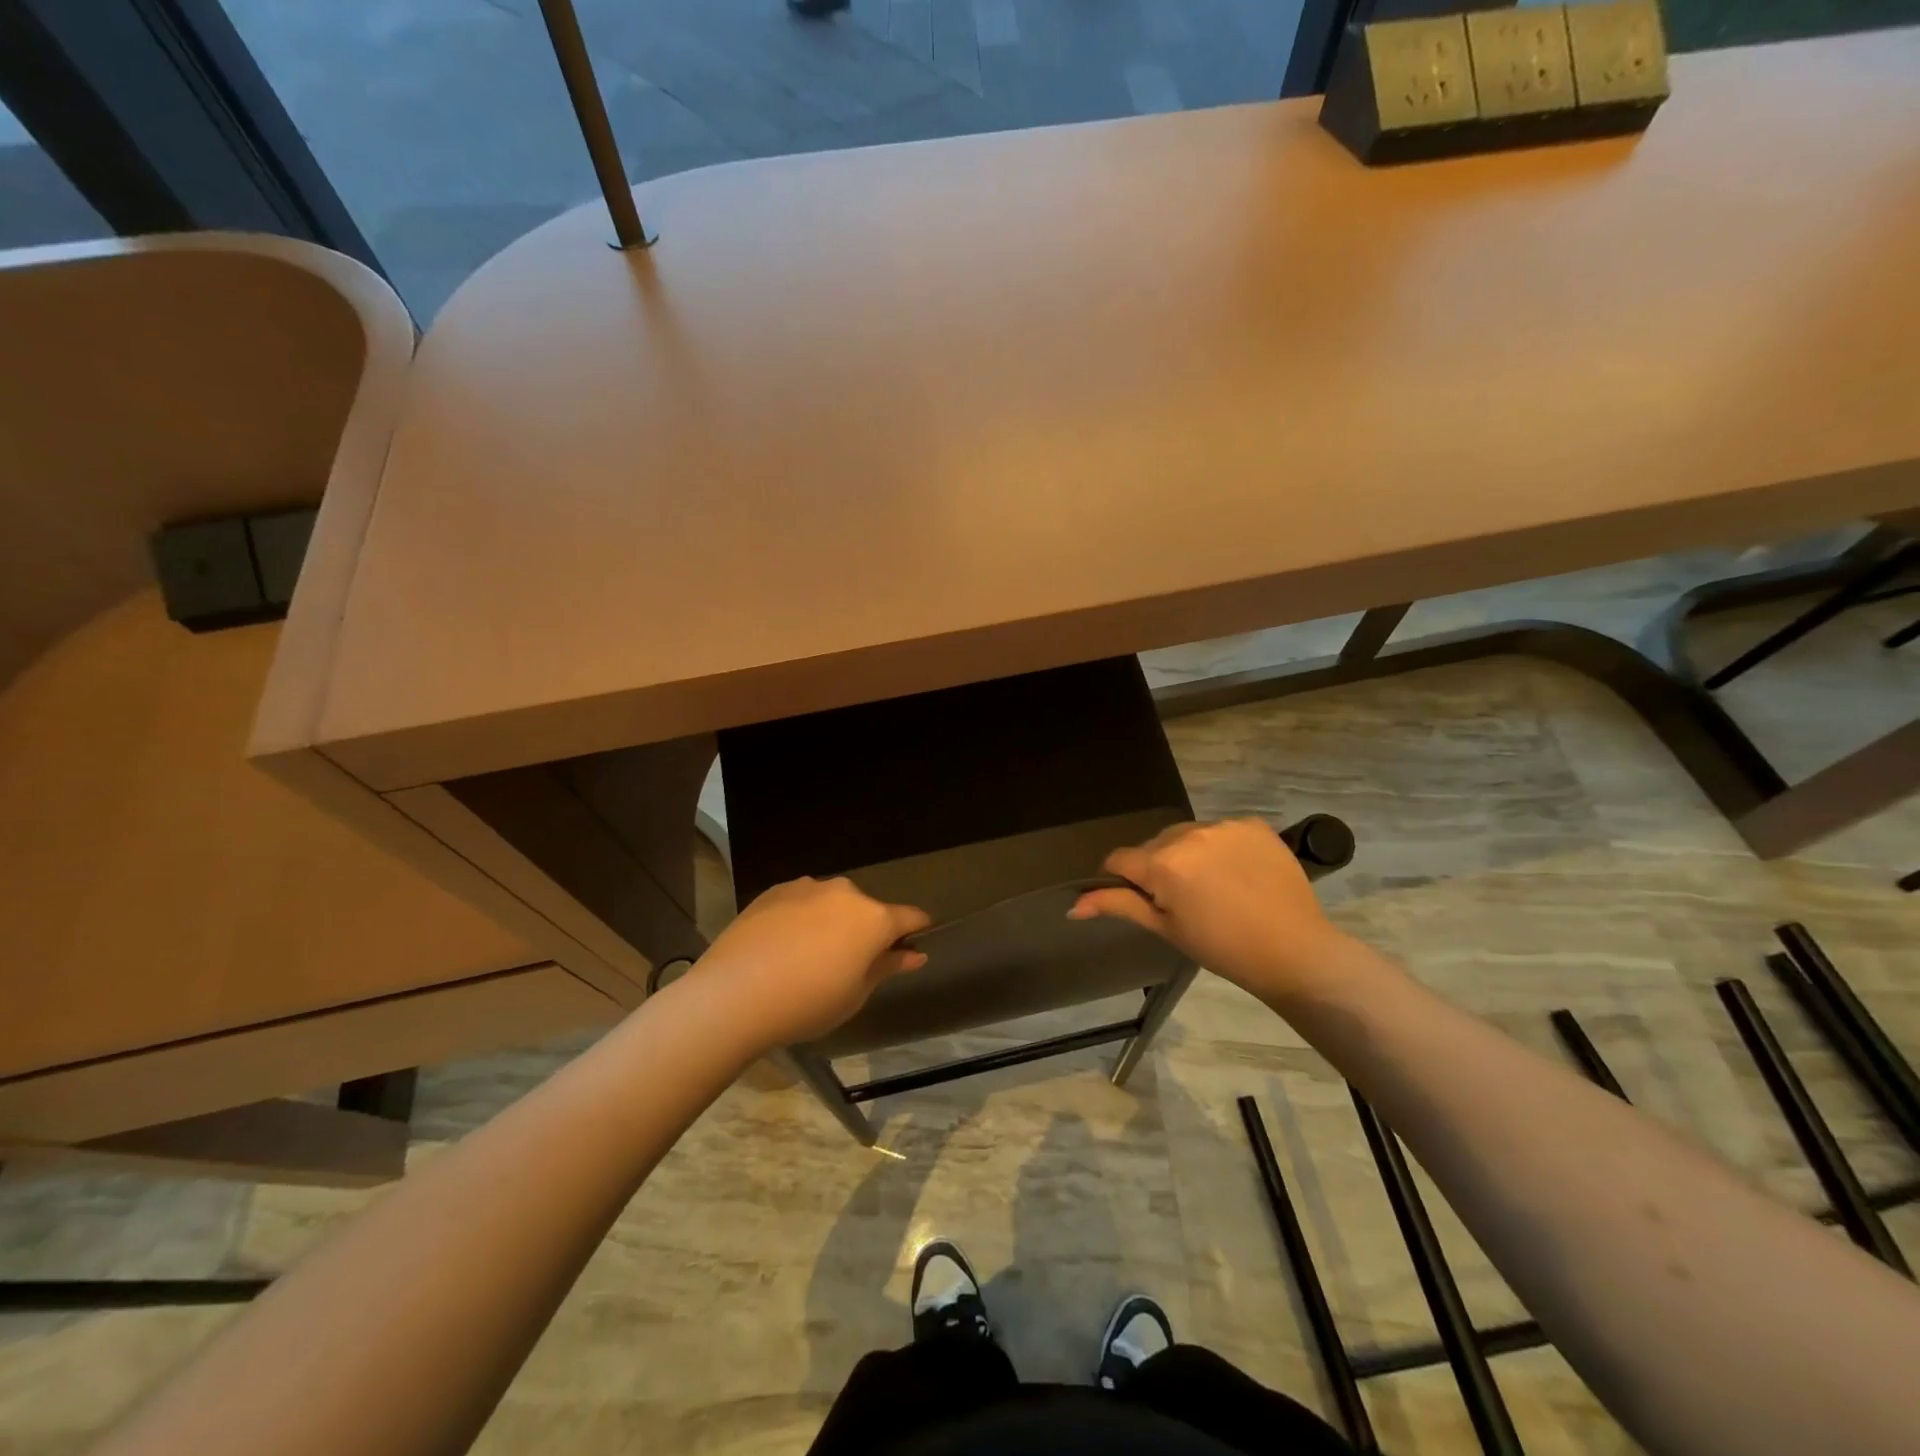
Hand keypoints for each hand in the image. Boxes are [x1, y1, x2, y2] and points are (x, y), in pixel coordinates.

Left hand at [694, 877, 930, 1048]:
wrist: (733, 994)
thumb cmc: (806, 1003)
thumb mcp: (855, 995)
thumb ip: (886, 967)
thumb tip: (914, 954)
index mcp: (873, 918)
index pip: (910, 917)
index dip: (916, 931)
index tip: (913, 945)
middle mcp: (845, 892)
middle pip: (867, 910)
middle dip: (865, 931)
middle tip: (848, 966)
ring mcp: (807, 887)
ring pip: (832, 904)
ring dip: (831, 923)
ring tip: (808, 958)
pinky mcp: (774, 890)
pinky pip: (801, 903)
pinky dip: (801, 919)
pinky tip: (782, 948)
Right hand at [1069, 818, 1345, 998]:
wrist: (1294, 950)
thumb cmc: (1222, 947)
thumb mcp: (1165, 928)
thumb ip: (1119, 906)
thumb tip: (1073, 906)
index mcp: (1162, 863)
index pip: (1120, 859)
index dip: (1121, 880)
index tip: (1140, 900)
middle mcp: (1189, 833)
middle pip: (1154, 845)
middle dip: (1157, 867)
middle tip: (1181, 901)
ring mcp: (1224, 825)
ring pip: (1187, 835)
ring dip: (1187, 854)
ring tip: (1212, 887)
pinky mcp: (1253, 824)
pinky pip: (1221, 831)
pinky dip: (1220, 848)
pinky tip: (1238, 874)